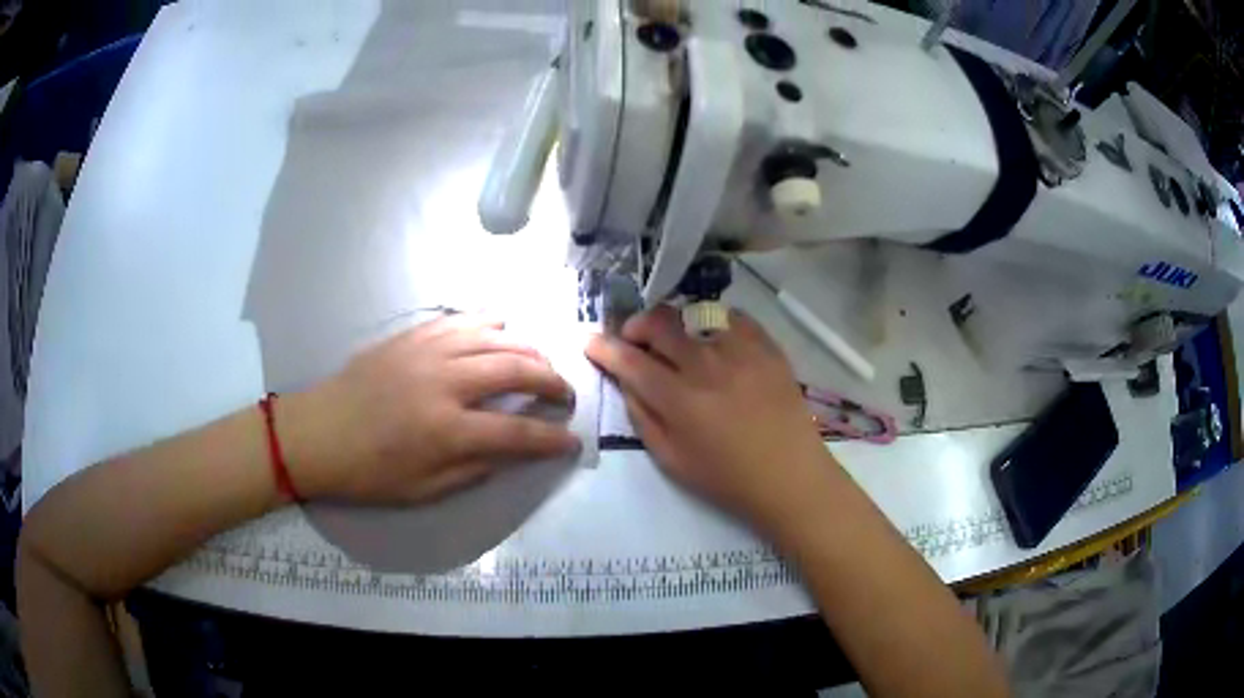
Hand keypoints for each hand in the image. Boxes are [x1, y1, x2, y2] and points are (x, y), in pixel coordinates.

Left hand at [280, 315, 579, 503]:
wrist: (318, 433)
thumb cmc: (369, 472)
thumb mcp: (424, 491)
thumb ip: (474, 470)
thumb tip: (510, 451)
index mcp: (447, 431)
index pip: (518, 433)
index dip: (552, 438)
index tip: (572, 441)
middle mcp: (445, 383)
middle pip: (516, 370)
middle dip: (552, 381)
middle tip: (565, 394)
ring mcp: (428, 351)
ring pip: (496, 337)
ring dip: (528, 348)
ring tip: (540, 363)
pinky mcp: (413, 336)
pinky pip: (462, 320)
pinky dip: (490, 323)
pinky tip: (501, 329)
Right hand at [586, 305, 837, 535]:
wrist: (789, 475)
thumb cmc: (726, 477)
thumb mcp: (670, 459)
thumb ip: (641, 415)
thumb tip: (625, 380)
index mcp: (679, 398)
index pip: (630, 359)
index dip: (604, 347)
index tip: (591, 341)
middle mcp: (706, 365)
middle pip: (660, 323)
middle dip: (636, 325)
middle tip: (634, 339)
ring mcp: (740, 350)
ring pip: (694, 314)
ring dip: (675, 325)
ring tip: (678, 342)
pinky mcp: (767, 346)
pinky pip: (732, 317)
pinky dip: (713, 322)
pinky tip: (714, 340)